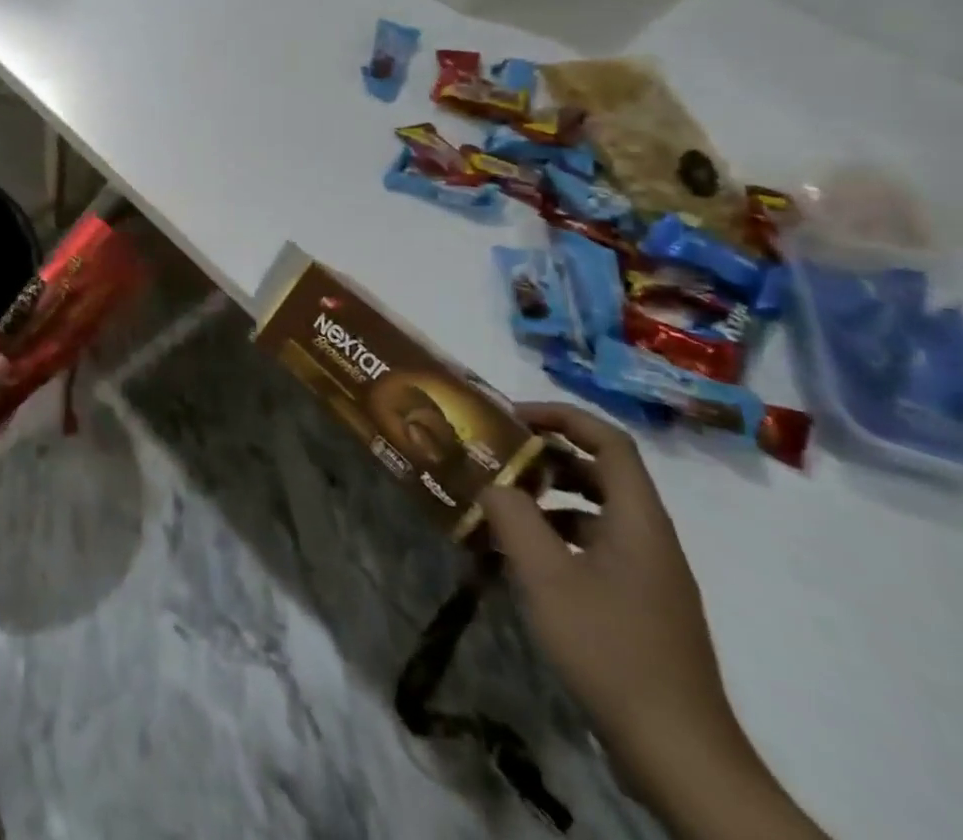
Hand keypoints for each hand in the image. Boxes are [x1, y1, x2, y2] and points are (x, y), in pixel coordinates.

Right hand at [480, 404, 747, 790]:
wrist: (676, 751)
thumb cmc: (609, 648)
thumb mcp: (544, 574)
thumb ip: (512, 515)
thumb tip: (491, 482)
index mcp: (638, 521)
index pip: (609, 441)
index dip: (561, 416)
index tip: (509, 417)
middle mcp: (649, 539)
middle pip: (599, 473)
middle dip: (542, 457)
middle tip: (492, 457)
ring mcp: (648, 575)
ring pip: (592, 511)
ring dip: (543, 499)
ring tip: (493, 507)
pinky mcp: (638, 604)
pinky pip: (592, 547)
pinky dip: (553, 538)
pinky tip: (514, 559)